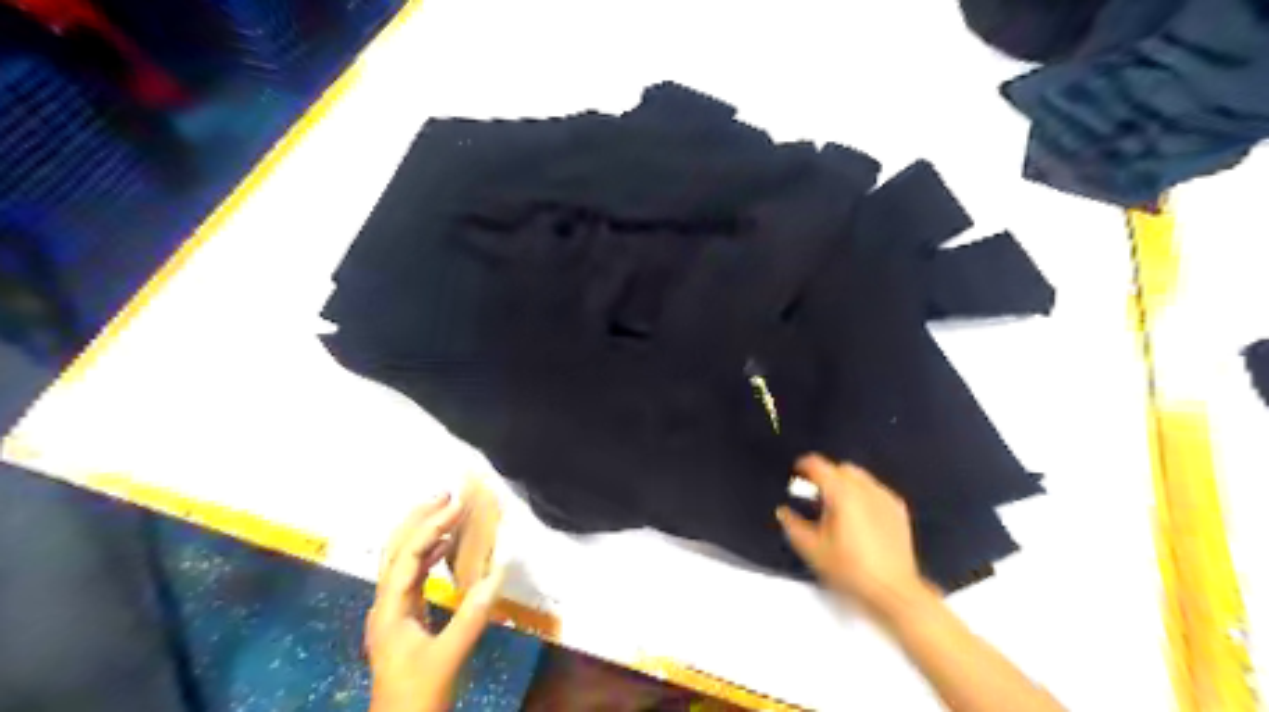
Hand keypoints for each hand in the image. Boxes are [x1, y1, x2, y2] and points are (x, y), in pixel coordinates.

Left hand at [367, 493, 505, 711]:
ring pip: (403, 560)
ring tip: (448, 512)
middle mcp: (386, 605)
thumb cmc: (419, 696)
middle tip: (445, 494)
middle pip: (394, 550)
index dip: (432, 526)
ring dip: (423, 532)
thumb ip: (471, 616)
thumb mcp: (448, 657)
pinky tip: (447, 549)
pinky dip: (430, 555)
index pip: (407, 555)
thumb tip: (498, 573)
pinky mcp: (406, 619)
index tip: (457, 504)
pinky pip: (415, 575)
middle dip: (417, 518)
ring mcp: (394, 612)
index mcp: (389, 610)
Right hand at [775, 453, 927, 620]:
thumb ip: (792, 525)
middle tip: (814, 494)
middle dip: (826, 475)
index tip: (795, 475)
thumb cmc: (849, 569)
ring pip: (860, 477)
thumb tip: (784, 511)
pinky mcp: (898, 509)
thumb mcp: (812, 549)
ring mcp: (884, 497)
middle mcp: (864, 488)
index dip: (803, 466)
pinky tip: (859, 516)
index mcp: (841, 492)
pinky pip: (875, 490)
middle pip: (841, 468)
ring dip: (845, 483)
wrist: (893, 590)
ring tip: (837, 505)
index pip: (818, 465)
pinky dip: (863, 494)